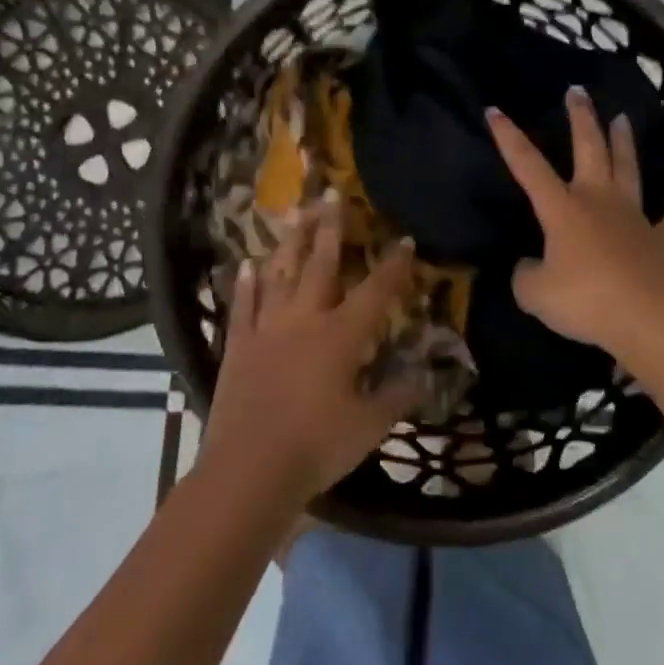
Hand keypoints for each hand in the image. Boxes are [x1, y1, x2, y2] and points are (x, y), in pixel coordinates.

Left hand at [201, 198, 424, 506]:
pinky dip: (246, 284)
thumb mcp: (369, 426)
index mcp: (341, 335)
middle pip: (320, 264)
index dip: (394, 265)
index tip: (404, 239)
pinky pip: (243, 306)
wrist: (248, 472)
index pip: (376, 291)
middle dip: (330, 227)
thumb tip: (425, 376)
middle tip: (331, 192)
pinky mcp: (239, 347)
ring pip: (280, 274)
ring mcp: (267, 329)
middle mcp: (305, 320)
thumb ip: (398, 395)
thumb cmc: (317, 447)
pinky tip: (246, 264)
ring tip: (293, 212)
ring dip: (289, 242)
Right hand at [485, 87, 663, 356]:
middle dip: (581, 118)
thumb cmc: (588, 300)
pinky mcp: (660, 241)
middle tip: (578, 91)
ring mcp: (633, 217)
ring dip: (624, 143)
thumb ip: (526, 276)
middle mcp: (598, 201)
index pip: (529, 165)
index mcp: (563, 208)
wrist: (651, 316)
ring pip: (628, 170)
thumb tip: (530, 266)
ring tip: (623, 118)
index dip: (509, 138)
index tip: (495, 109)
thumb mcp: (536, 294)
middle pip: (590, 148)